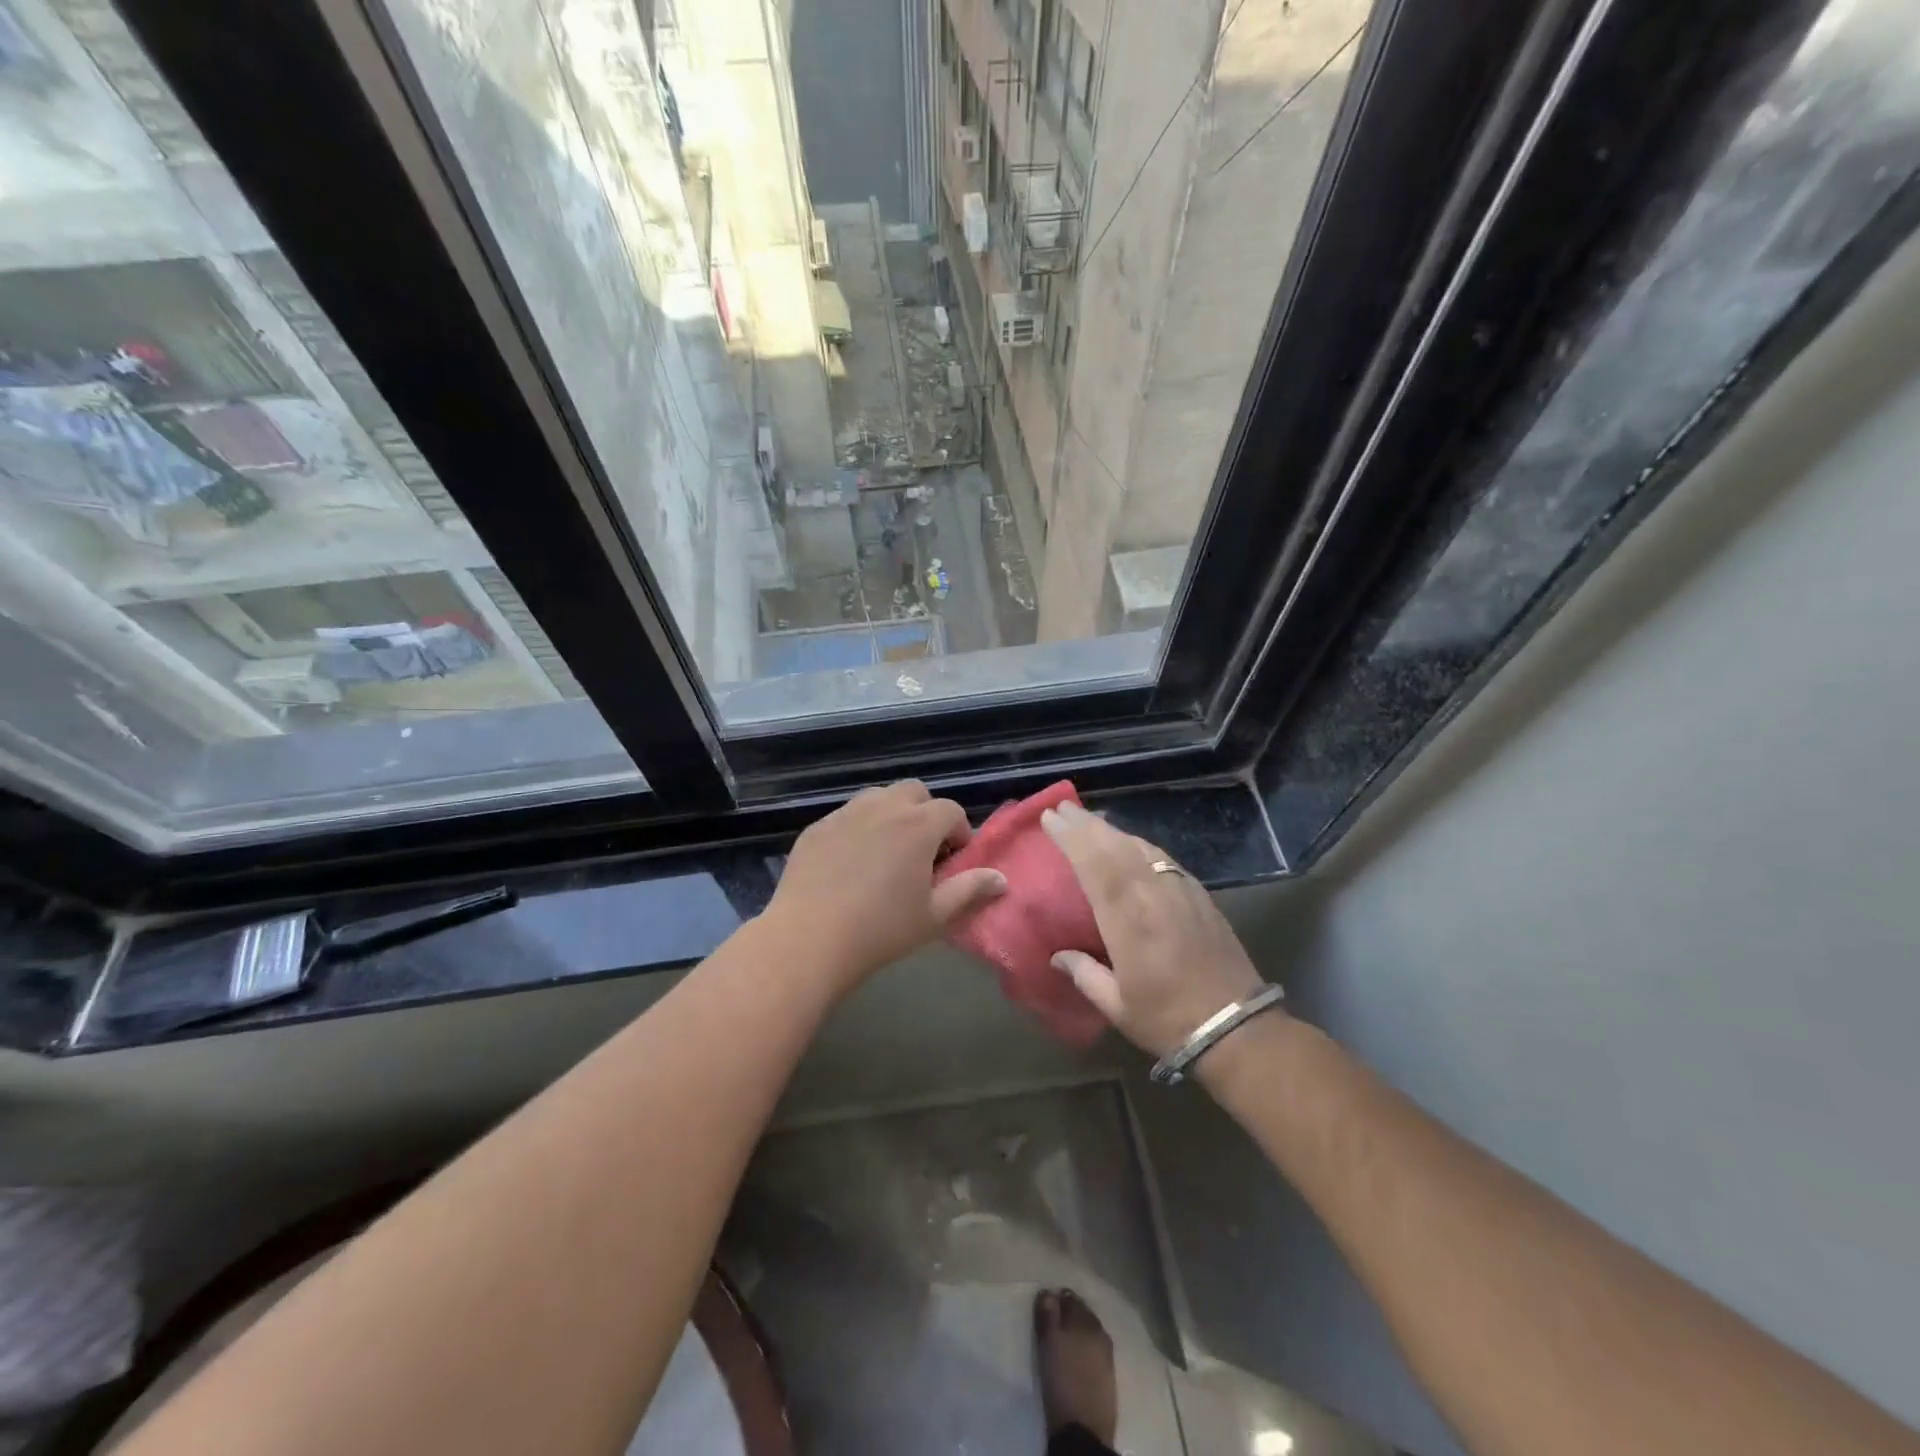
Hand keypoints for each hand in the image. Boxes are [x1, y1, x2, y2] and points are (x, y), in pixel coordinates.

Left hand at [765, 781, 1006, 993]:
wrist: (809, 939)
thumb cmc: (881, 930)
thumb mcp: (934, 916)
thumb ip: (969, 890)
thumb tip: (1001, 878)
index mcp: (918, 826)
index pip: (951, 810)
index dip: (959, 833)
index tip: (953, 862)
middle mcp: (883, 808)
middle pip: (914, 792)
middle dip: (925, 814)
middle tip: (922, 852)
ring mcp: (845, 814)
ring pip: (878, 797)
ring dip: (892, 815)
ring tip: (887, 853)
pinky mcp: (816, 828)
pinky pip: (846, 815)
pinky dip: (859, 828)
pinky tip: (851, 864)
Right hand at [1041, 801, 1268, 1058]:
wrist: (1237, 1027)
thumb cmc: (1169, 1020)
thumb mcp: (1117, 1006)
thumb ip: (1084, 974)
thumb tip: (1057, 955)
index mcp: (1128, 921)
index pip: (1094, 866)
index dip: (1071, 838)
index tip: (1051, 818)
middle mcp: (1153, 896)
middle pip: (1115, 847)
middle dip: (1086, 825)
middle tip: (1063, 808)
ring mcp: (1180, 892)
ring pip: (1141, 848)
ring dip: (1113, 830)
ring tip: (1091, 820)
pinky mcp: (1199, 896)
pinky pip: (1163, 858)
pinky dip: (1140, 844)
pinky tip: (1131, 843)